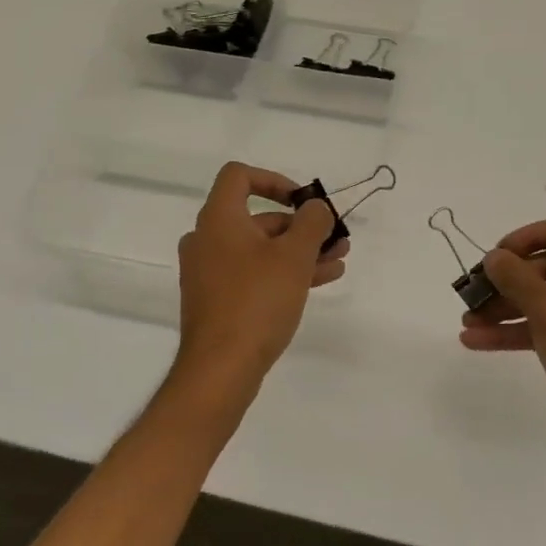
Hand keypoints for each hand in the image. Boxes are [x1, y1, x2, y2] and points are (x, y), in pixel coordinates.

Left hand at [176, 162, 346, 384]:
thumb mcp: (294, 256)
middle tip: (335, 238)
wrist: (221, 368)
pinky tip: (320, 280)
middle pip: (258, 218)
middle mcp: (207, 240)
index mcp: (218, 219)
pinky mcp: (217, 300)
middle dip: (301, 226)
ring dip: (299, 251)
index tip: (303, 201)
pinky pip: (253, 274)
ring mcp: (209, 272)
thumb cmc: (257, 300)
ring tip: (338, 260)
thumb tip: (315, 208)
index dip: (275, 180)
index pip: (239, 177)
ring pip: (260, 250)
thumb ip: (311, 223)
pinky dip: (283, 272)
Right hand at [460, 214, 545, 472]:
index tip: (500, 253)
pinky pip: (544, 327)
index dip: (531, 234)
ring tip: (467, 319)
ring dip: (505, 306)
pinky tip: (477, 340)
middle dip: (510, 277)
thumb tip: (494, 256)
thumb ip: (518, 278)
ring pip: (543, 299)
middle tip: (477, 287)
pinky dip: (514, 330)